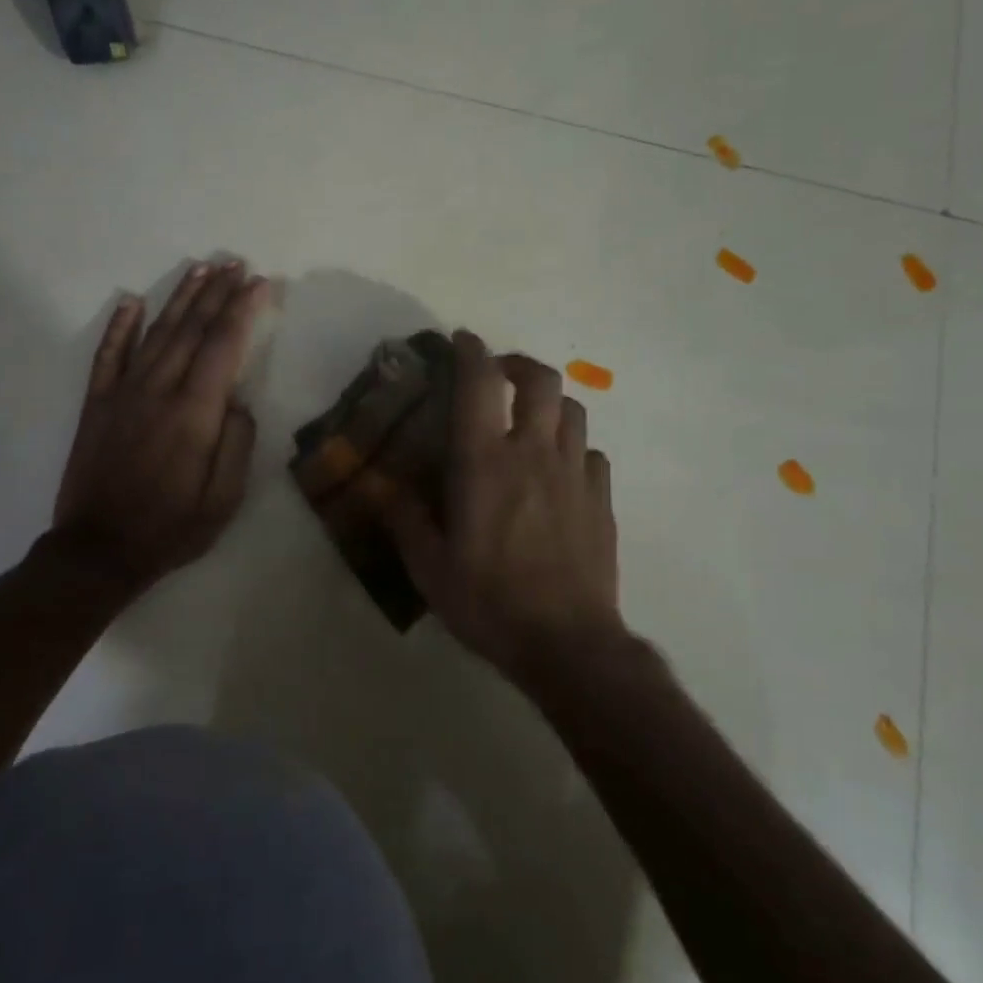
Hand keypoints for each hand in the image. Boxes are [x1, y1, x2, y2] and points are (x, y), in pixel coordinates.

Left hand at [50, 260, 269, 596]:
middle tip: (235, 263)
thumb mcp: (224, 499)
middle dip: (217, 293)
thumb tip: (238, 400)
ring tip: (201, 269)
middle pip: (192, 329)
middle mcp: (158, 391)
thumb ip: (237, 444)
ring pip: (156, 333)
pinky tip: (130, 301)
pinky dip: (120, 326)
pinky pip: (108, 355)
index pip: (224, 346)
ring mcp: (123, 393)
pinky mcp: (97, 404)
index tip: (260, 283)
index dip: (243, 310)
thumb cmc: (171, 528)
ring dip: (180, 298)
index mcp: (194, 413)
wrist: (99, 550)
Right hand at [384, 331, 623, 685]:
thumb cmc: (490, 603)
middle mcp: (534, 453)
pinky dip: (574, 446)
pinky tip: (560, 469)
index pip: (479, 383)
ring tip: (531, 418)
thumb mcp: (430, 568)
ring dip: (550, 402)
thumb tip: (381, 487)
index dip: (471, 351)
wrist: (567, 643)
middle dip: (518, 364)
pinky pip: (591, 452)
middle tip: (500, 374)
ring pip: (573, 409)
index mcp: (485, 463)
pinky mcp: (602, 499)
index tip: (462, 339)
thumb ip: (405, 519)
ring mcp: (574, 473)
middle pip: (540, 380)